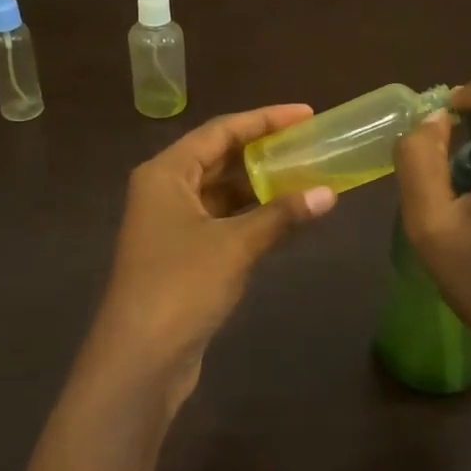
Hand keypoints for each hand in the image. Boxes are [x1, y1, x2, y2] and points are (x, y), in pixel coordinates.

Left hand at [85, 105, 336, 413]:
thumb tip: (329, 194)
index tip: (306, 114)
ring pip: (222, 192)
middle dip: (264, 151)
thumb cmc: (181, 286)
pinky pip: (222, 221)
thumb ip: (281, 216)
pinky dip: (252, 216)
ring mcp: (171, 224)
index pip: (220, 131)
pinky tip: (285, 216)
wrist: (141, 356)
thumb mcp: (235, 245)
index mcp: (166, 173)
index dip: (264, 120)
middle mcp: (164, 190)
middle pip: (219, 158)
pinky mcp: (182, 255)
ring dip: (260, 186)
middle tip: (310, 143)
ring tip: (307, 175)